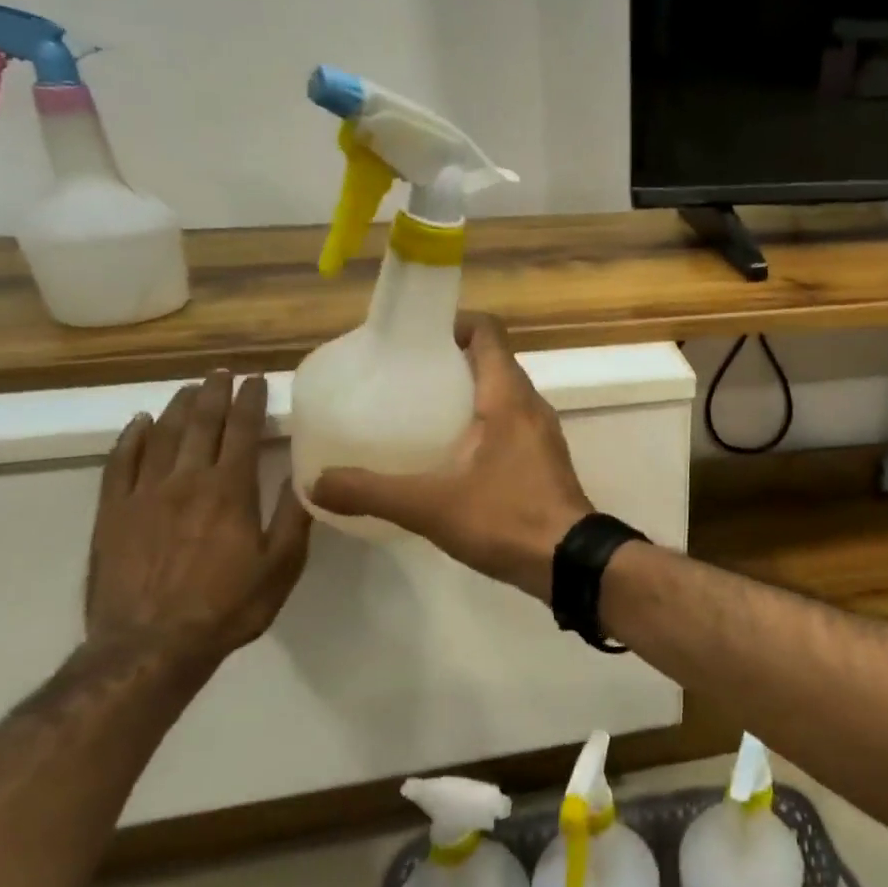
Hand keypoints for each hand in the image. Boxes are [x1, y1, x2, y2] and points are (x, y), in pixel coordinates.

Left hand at [87, 371, 312, 666]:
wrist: (149, 648)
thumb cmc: (227, 606)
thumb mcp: (281, 565)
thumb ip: (293, 515)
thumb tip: (305, 472)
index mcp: (230, 490)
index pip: (242, 431)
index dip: (249, 402)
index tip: (255, 380)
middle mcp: (186, 481)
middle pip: (200, 424)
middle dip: (213, 393)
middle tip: (221, 371)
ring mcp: (143, 495)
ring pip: (161, 436)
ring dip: (177, 408)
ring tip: (189, 389)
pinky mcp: (112, 514)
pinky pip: (119, 464)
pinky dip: (130, 438)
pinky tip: (139, 423)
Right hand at [309, 315, 592, 600]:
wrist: (570, 562)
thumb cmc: (506, 519)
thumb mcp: (430, 506)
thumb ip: (372, 491)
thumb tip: (317, 482)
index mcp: (509, 396)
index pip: (488, 333)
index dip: (454, 324)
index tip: (416, 339)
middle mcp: (531, 404)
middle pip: (492, 361)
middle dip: (451, 360)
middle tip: (406, 377)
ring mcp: (542, 432)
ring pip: (502, 394)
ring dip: (467, 393)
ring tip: (420, 411)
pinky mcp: (544, 458)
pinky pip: (510, 422)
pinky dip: (482, 423)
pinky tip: (450, 453)